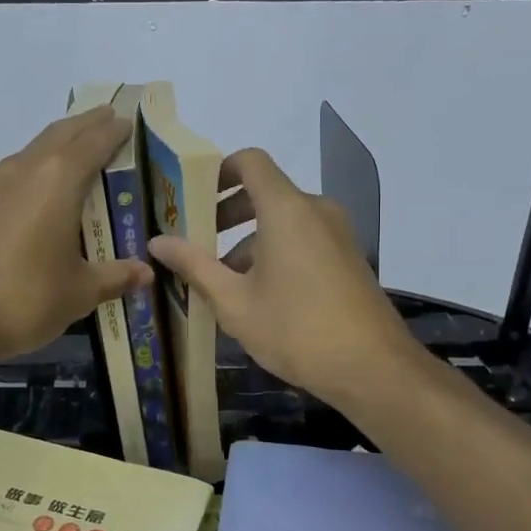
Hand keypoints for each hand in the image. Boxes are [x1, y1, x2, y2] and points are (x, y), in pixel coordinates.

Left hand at [0, 106, 153, 364]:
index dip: (113, 131)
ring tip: (77, 145)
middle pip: (61, 135)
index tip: (128, 121)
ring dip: (58, 141)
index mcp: (58, 181)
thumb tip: (146, 273)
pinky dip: (36, 166)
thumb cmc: (26, 298)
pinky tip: (40, 188)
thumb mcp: (80, 291)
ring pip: (34, 150)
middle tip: (107, 116)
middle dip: (86, 123)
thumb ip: (115, 277)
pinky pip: (16, 172)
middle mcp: (26, 171)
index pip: (93, 143)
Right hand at [149, 148, 421, 408]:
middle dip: (227, 213)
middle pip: (265, 192)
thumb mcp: (234, 302)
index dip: (218, 171)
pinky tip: (259, 295)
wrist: (373, 368)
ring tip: (222, 281)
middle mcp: (315, 210)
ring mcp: (337, 234)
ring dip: (249, 240)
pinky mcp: (348, 258)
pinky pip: (304, 239)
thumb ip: (194, 266)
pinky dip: (276, 252)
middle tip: (196, 243)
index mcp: (286, 209)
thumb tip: (157, 241)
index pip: (250, 162)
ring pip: (284, 220)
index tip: (192, 198)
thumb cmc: (296, 329)